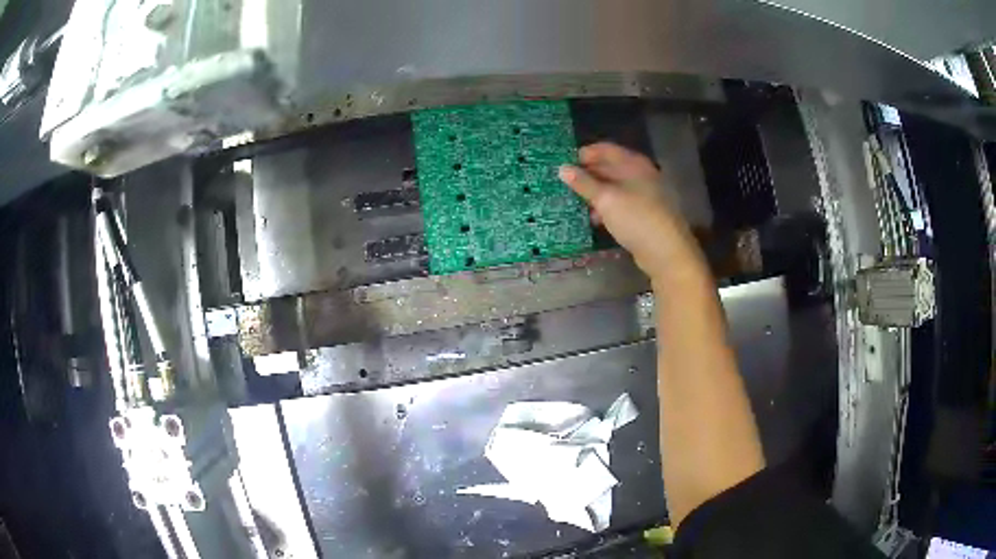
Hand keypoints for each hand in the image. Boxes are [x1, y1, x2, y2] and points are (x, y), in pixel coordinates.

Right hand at [559, 143, 705, 282]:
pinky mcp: (645, 214)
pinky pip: (621, 203)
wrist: (667, 252)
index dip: (585, 154)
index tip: (564, 163)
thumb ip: (583, 183)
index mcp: (634, 164)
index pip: (606, 149)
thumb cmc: (636, 218)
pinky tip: (594, 218)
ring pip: (615, 187)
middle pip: (611, 167)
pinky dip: (606, 207)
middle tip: (565, 183)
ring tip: (575, 200)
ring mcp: (645, 195)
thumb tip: (562, 168)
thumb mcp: (605, 199)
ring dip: (595, 192)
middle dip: (588, 174)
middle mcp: (641, 175)